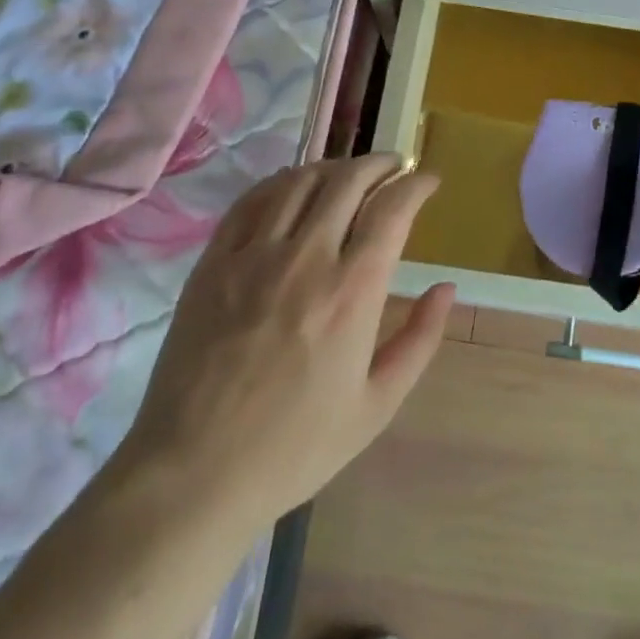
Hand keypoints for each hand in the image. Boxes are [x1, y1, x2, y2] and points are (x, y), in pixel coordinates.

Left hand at [110, 155, 453, 539]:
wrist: (193, 475)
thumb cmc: (295, 447)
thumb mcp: (377, 405)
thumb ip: (420, 339)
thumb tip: (446, 287)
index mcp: (352, 292)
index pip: (392, 208)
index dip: (416, 183)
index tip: (427, 180)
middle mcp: (306, 259)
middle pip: (348, 180)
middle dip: (380, 163)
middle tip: (394, 167)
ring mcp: (254, 256)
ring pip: (301, 180)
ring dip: (334, 166)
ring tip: (349, 174)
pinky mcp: (214, 262)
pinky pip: (252, 200)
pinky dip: (282, 182)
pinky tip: (294, 187)